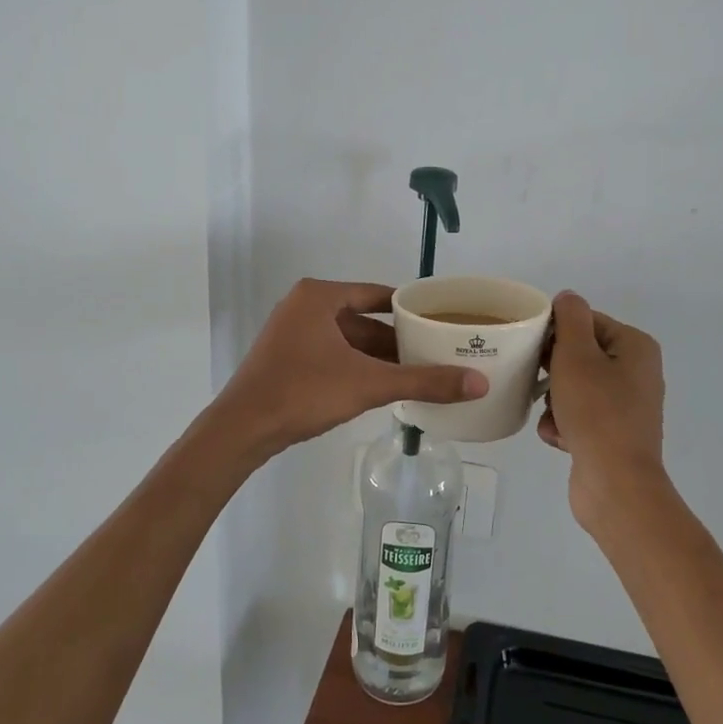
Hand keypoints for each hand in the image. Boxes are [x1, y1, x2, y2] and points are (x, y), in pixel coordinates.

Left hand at [213, 279, 488, 457]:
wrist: (242, 429)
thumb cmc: (304, 392)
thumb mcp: (369, 384)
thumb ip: (424, 381)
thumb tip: (479, 382)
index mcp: (320, 296)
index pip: (379, 294)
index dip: (412, 308)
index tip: (442, 321)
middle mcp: (304, 305)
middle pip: (364, 318)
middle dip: (398, 338)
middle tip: (437, 351)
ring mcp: (292, 332)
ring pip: (349, 339)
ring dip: (379, 356)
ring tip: (419, 371)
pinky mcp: (287, 357)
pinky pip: (333, 354)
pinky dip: (358, 366)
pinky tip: (384, 385)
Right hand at [537, 291, 671, 533]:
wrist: (616, 485)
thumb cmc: (596, 412)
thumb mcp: (576, 355)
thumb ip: (570, 318)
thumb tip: (567, 298)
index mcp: (635, 347)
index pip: (586, 322)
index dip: (556, 333)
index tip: (534, 350)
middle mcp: (636, 373)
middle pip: (579, 355)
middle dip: (552, 371)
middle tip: (538, 381)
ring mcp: (626, 406)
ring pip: (573, 388)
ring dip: (554, 401)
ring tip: (551, 416)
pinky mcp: (613, 435)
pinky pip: (578, 416)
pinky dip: (562, 424)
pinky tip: (557, 438)